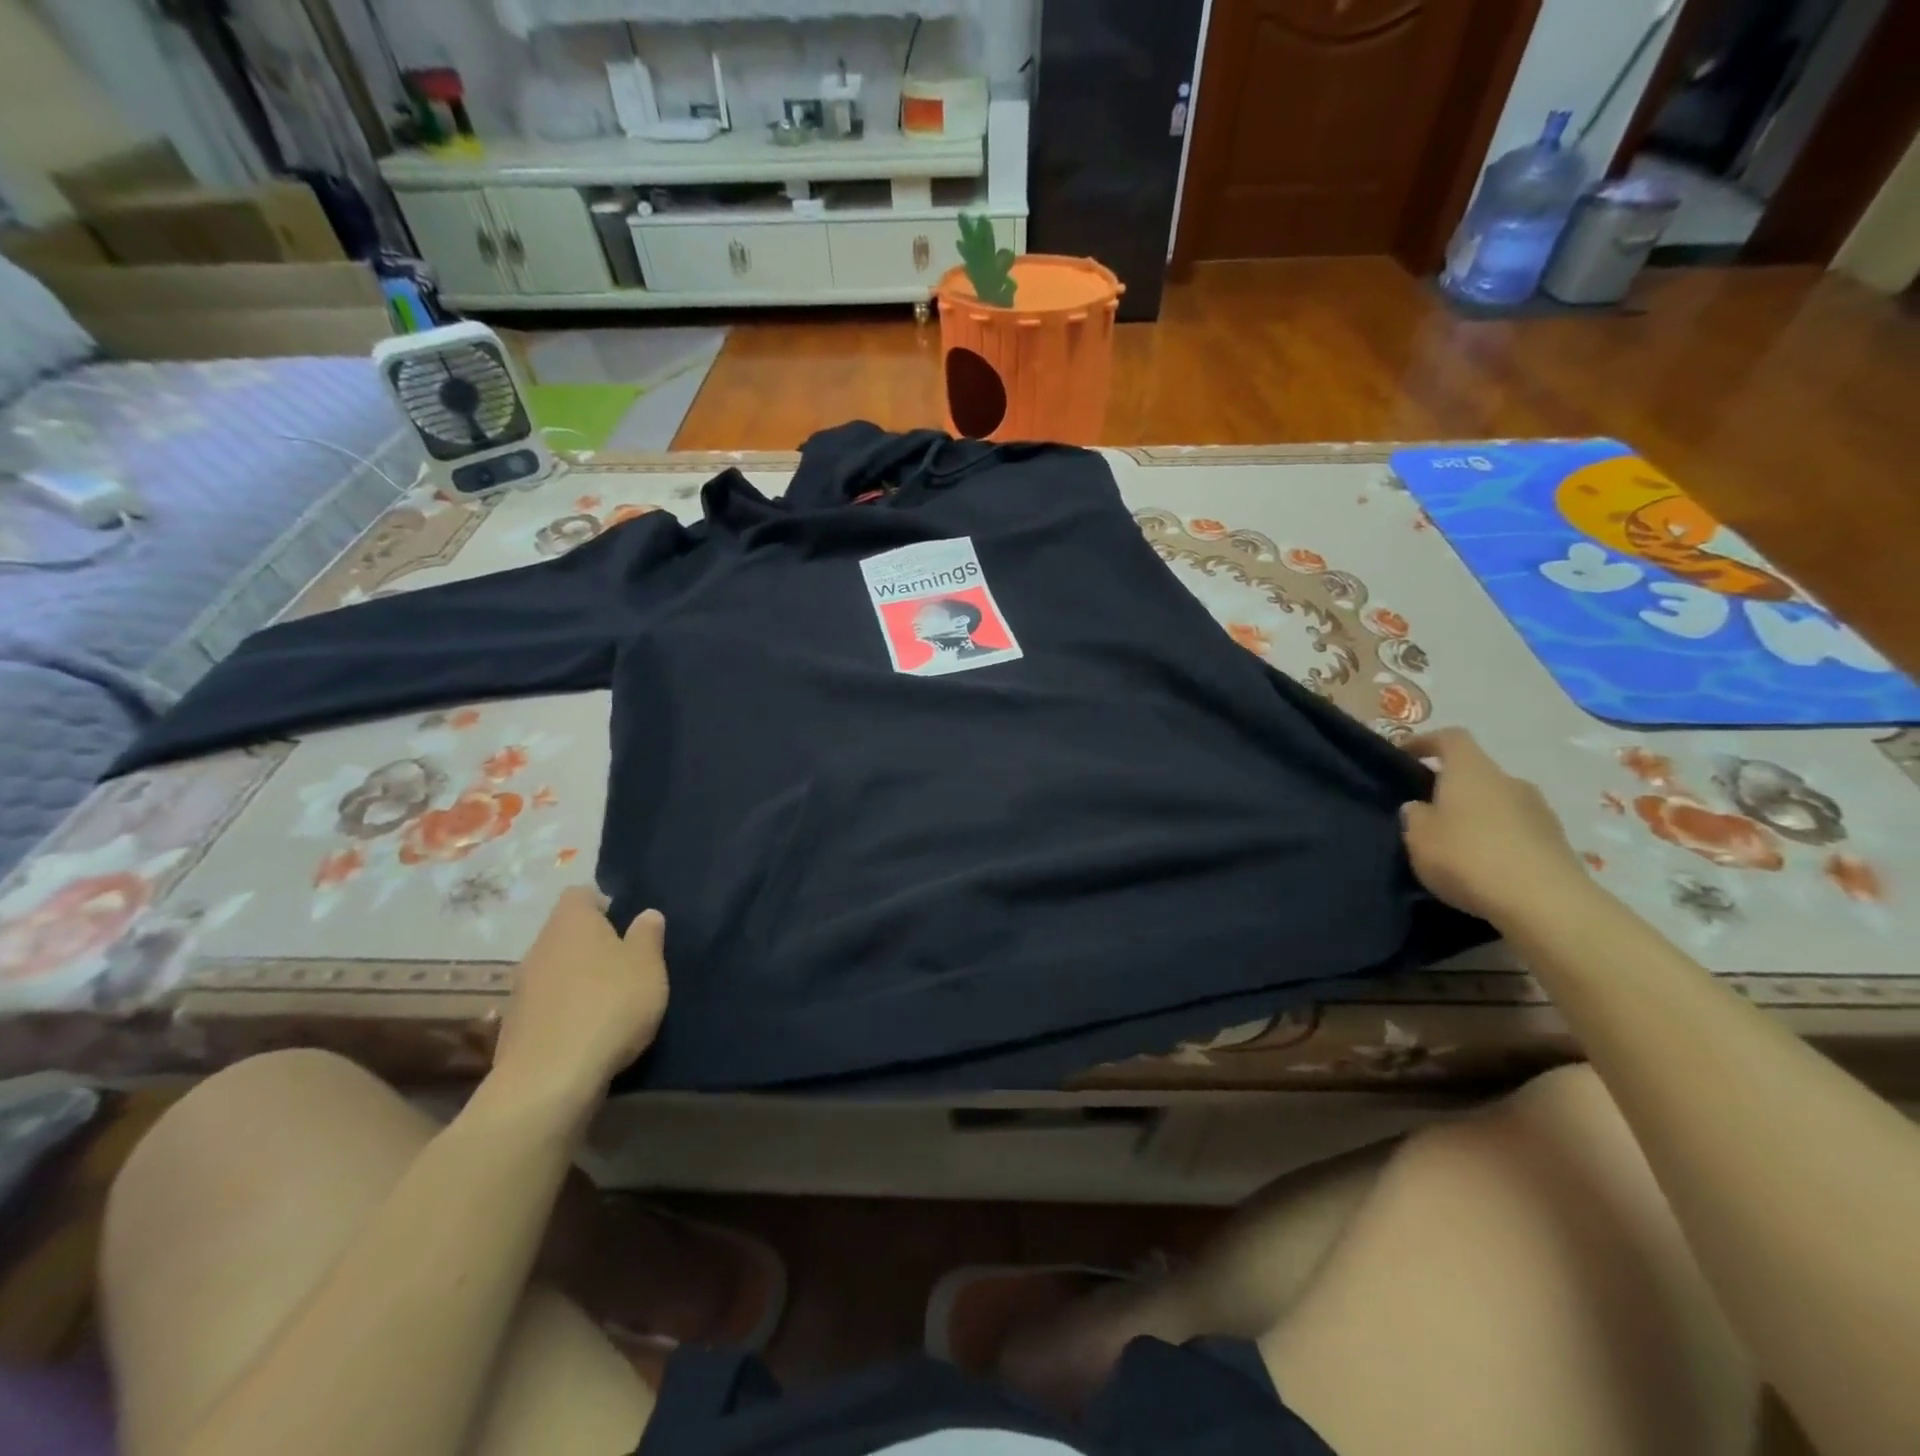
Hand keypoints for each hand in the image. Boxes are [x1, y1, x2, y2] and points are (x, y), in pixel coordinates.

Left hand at [491, 887, 668, 1114]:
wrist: (550, 1079)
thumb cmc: (609, 1006)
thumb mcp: (648, 966)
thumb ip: (648, 936)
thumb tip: (646, 914)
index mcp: (571, 922)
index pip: (581, 894)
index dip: (603, 904)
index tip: (626, 926)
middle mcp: (539, 946)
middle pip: (566, 934)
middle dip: (592, 946)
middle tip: (625, 966)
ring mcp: (520, 988)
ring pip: (554, 970)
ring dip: (577, 980)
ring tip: (608, 1003)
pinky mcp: (513, 1026)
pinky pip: (545, 1005)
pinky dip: (563, 1012)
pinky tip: (586, 1033)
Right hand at [1400, 728, 1592, 926]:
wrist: (1545, 903)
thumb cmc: (1468, 857)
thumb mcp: (1418, 837)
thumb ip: (1415, 816)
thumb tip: (1420, 807)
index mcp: (1472, 771)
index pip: (1451, 738)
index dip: (1425, 741)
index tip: (1404, 753)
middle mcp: (1509, 781)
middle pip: (1476, 773)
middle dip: (1451, 787)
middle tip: (1427, 811)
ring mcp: (1539, 811)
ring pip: (1498, 803)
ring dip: (1476, 816)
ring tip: (1454, 844)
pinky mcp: (1556, 842)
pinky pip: (1516, 831)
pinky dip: (1497, 840)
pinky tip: (1482, 866)